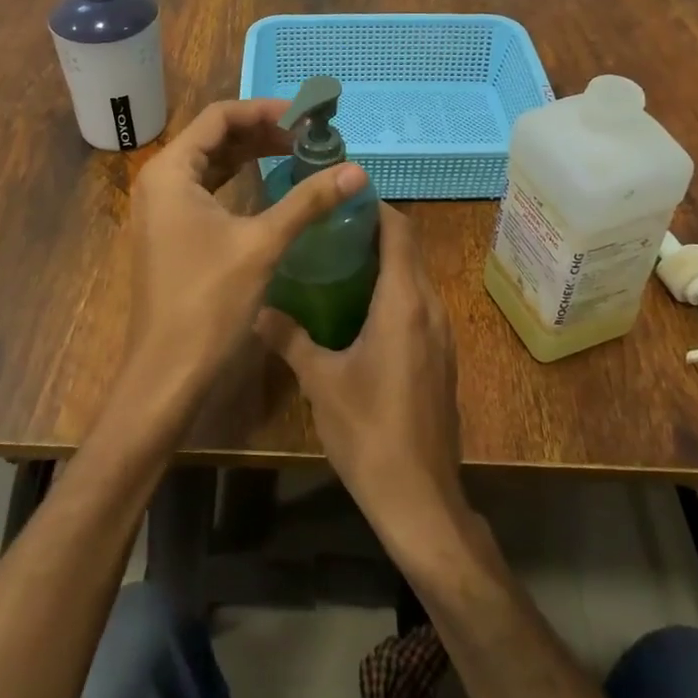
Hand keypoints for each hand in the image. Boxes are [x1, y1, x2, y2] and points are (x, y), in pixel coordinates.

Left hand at [120, 99, 368, 418]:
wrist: (166, 374)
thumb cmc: (208, 303)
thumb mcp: (262, 244)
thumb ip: (307, 200)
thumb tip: (356, 169)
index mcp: (171, 171)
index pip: (219, 117)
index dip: (265, 111)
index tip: (306, 118)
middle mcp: (160, 182)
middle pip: (213, 137)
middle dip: (261, 133)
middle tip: (308, 138)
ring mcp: (162, 209)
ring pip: (210, 164)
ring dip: (251, 156)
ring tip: (296, 156)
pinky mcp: (170, 233)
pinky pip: (206, 191)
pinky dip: (238, 182)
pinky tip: (269, 188)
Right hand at [256, 205, 466, 560]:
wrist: (420, 498)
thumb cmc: (368, 431)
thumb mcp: (320, 381)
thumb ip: (289, 338)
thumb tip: (256, 309)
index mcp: (404, 302)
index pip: (399, 231)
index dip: (374, 208)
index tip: (340, 199)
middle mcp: (430, 308)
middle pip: (408, 250)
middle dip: (373, 232)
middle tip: (327, 228)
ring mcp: (441, 334)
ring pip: (414, 278)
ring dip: (383, 262)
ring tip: (337, 261)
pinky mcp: (441, 357)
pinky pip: (418, 305)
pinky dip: (393, 291)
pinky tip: (357, 309)